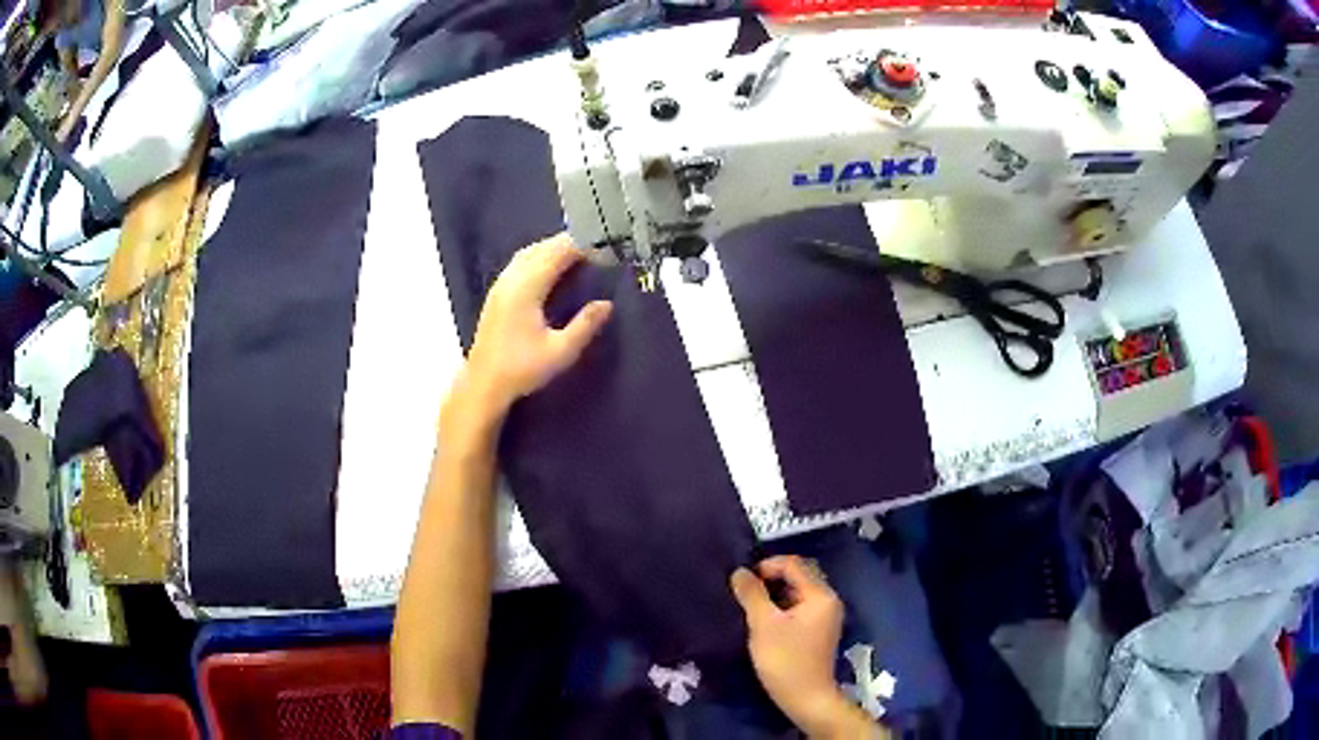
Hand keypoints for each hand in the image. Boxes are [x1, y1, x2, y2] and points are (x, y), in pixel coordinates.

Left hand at [465, 233, 611, 413]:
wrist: (484, 384)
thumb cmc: (522, 369)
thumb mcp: (560, 352)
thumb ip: (585, 325)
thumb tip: (607, 304)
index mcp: (526, 288)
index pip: (556, 254)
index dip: (580, 246)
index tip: (603, 246)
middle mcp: (511, 280)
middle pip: (541, 248)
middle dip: (567, 243)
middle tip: (595, 246)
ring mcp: (500, 285)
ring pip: (527, 253)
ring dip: (551, 248)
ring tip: (576, 252)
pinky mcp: (496, 294)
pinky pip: (519, 263)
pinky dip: (538, 256)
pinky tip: (549, 267)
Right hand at [732, 556, 872, 737]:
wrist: (806, 697)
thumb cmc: (785, 659)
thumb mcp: (763, 625)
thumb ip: (752, 595)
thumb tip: (740, 572)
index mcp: (821, 595)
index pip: (794, 564)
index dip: (767, 566)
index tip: (743, 580)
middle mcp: (828, 600)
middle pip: (800, 575)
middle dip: (772, 577)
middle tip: (746, 589)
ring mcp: (826, 616)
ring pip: (799, 591)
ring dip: (776, 592)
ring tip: (751, 603)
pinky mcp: (819, 630)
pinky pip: (801, 606)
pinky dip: (783, 606)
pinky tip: (765, 618)